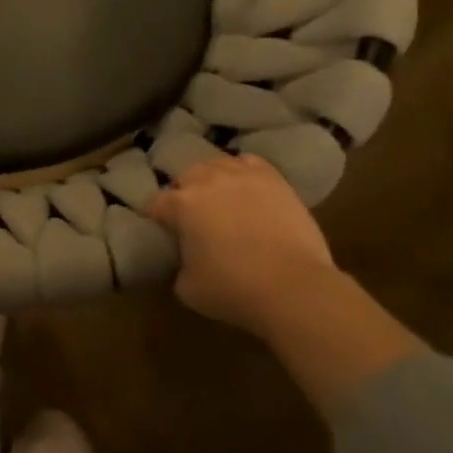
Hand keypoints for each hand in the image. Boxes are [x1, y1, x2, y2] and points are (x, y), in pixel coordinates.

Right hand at [147, 154, 336, 334]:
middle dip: (184, 195)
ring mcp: (241, 175)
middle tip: (194, 220)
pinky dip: (242, 172)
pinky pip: (248, 163)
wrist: (295, 288)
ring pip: (215, 166)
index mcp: (181, 204)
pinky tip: (246, 189)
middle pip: (185, 178)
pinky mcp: (272, 179)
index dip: (157, 218)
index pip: (156, 203)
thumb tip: (184, 260)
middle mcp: (206, 180)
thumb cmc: (235, 289)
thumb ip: (178, 266)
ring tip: (221, 201)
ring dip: (212, 181)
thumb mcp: (188, 289)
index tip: (164, 232)